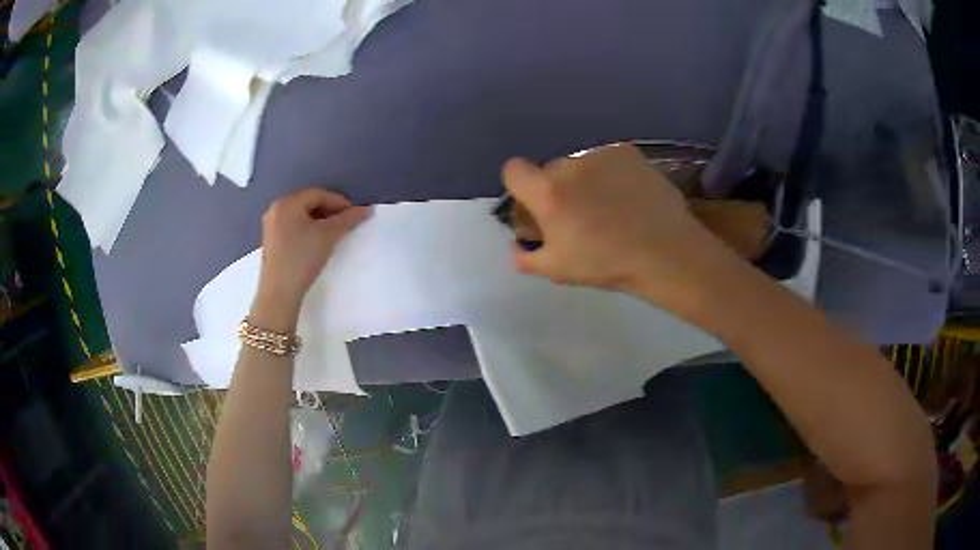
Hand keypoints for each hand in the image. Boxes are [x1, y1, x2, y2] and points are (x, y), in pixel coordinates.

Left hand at [255, 189, 370, 316]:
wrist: (279, 292)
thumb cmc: (303, 258)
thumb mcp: (328, 236)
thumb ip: (348, 219)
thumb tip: (366, 209)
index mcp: (287, 202)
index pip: (319, 194)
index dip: (339, 202)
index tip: (355, 214)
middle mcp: (276, 208)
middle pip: (309, 203)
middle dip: (329, 211)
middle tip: (346, 223)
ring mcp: (271, 225)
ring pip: (301, 215)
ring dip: (319, 220)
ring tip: (333, 233)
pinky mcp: (271, 240)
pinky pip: (293, 226)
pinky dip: (307, 229)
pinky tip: (316, 241)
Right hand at [502, 143, 740, 314]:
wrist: (666, 252)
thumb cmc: (607, 264)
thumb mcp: (558, 270)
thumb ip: (525, 257)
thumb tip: (517, 245)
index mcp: (549, 192)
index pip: (513, 169)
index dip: (520, 187)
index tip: (536, 207)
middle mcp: (571, 164)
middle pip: (549, 170)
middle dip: (556, 189)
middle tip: (578, 215)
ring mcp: (601, 154)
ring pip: (579, 165)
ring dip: (583, 181)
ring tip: (609, 207)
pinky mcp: (627, 152)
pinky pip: (605, 160)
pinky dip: (609, 174)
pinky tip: (627, 196)